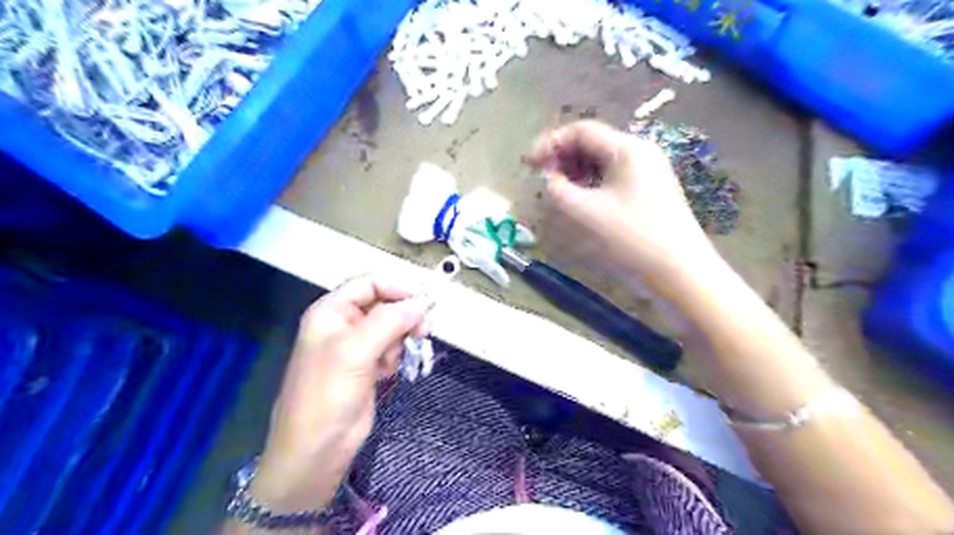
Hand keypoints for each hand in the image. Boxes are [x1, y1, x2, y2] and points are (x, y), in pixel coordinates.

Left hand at [253, 275, 432, 513]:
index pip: (369, 284)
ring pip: (391, 327)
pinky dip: (395, 356)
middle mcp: (343, 324)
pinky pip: (391, 348)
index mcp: (331, 311)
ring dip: (400, 339)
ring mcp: (355, 346)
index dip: (397, 288)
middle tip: (422, 332)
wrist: (316, 451)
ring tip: (393, 361)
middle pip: (384, 304)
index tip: (423, 302)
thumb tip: (421, 304)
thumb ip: (389, 321)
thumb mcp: (355, 352)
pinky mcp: (367, 366)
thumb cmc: (327, 396)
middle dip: (403, 316)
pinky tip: (387, 372)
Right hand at [524, 118, 719, 299]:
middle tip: (542, 177)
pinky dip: (592, 182)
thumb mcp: (587, 212)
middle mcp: (640, 152)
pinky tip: (581, 198)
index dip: (551, 143)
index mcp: (627, 148)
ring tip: (558, 189)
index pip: (582, 131)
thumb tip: (548, 178)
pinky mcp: (649, 189)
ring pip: (603, 160)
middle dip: (563, 157)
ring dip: (576, 170)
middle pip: (593, 143)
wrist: (680, 269)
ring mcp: (647, 170)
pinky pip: (613, 176)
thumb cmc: (633, 237)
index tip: (529, 162)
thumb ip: (559, 190)